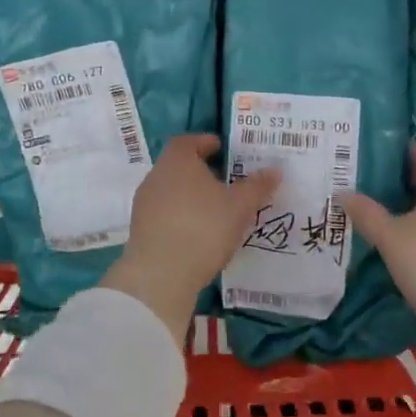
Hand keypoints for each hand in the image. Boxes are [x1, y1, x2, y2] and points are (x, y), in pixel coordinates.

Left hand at [104, 134, 280, 341]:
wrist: (160, 274)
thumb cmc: (203, 228)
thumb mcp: (240, 207)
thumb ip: (257, 186)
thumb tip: (275, 170)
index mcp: (177, 161)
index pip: (187, 141)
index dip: (205, 142)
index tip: (221, 149)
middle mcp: (156, 176)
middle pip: (178, 166)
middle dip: (201, 171)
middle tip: (225, 181)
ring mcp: (144, 204)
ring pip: (171, 191)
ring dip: (191, 196)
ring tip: (215, 210)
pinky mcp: (140, 230)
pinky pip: (164, 214)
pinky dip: (181, 216)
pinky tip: (198, 232)